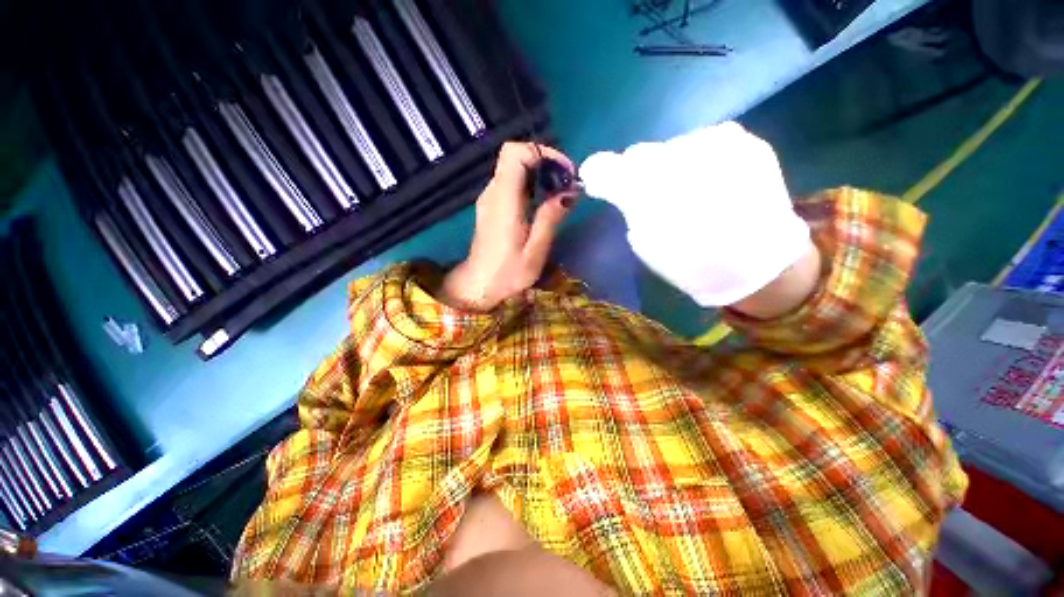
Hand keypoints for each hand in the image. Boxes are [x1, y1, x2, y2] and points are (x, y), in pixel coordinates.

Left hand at [440, 142, 577, 311]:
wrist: (479, 286)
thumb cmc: (507, 273)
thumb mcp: (535, 251)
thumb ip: (550, 218)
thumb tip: (569, 192)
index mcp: (504, 200)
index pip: (515, 152)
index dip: (543, 153)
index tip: (565, 171)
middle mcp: (493, 192)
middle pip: (515, 156)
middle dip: (545, 162)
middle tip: (567, 183)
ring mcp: (490, 198)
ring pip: (514, 168)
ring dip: (540, 173)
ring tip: (560, 193)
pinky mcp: (491, 206)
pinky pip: (511, 183)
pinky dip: (531, 184)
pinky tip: (544, 203)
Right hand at [580, 122, 816, 312]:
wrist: (760, 264)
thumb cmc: (693, 265)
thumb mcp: (647, 244)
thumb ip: (629, 208)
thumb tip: (617, 185)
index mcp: (653, 195)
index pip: (613, 168)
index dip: (599, 170)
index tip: (595, 178)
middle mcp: (685, 160)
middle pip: (642, 153)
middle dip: (636, 172)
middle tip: (644, 192)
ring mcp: (720, 146)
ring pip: (672, 146)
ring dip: (669, 165)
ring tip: (683, 190)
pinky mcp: (747, 142)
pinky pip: (705, 142)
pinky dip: (698, 159)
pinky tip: (708, 181)